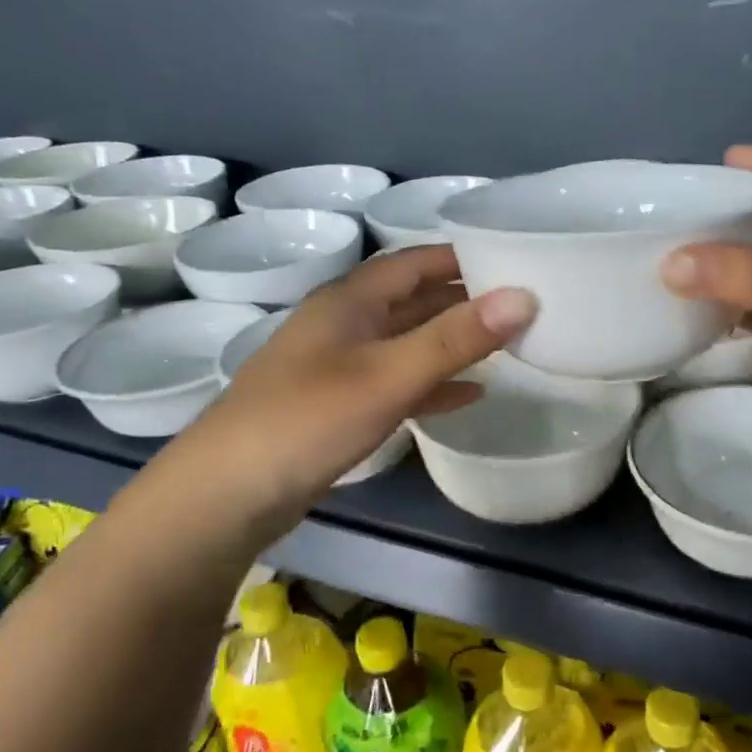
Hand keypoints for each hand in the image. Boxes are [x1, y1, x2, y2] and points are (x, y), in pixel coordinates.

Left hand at [204, 245, 534, 504]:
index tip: (514, 260)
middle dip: (465, 299)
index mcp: (350, 300)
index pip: (415, 261)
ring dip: (452, 342)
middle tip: (522, 305)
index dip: (462, 257)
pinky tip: (469, 395)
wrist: (228, 494)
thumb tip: (524, 297)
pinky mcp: (339, 405)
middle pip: (414, 299)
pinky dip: (433, 383)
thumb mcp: (388, 375)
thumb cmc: (308, 419)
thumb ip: (455, 338)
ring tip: (507, 344)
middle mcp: (345, 323)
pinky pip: (397, 381)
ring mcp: (339, 366)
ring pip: (407, 341)